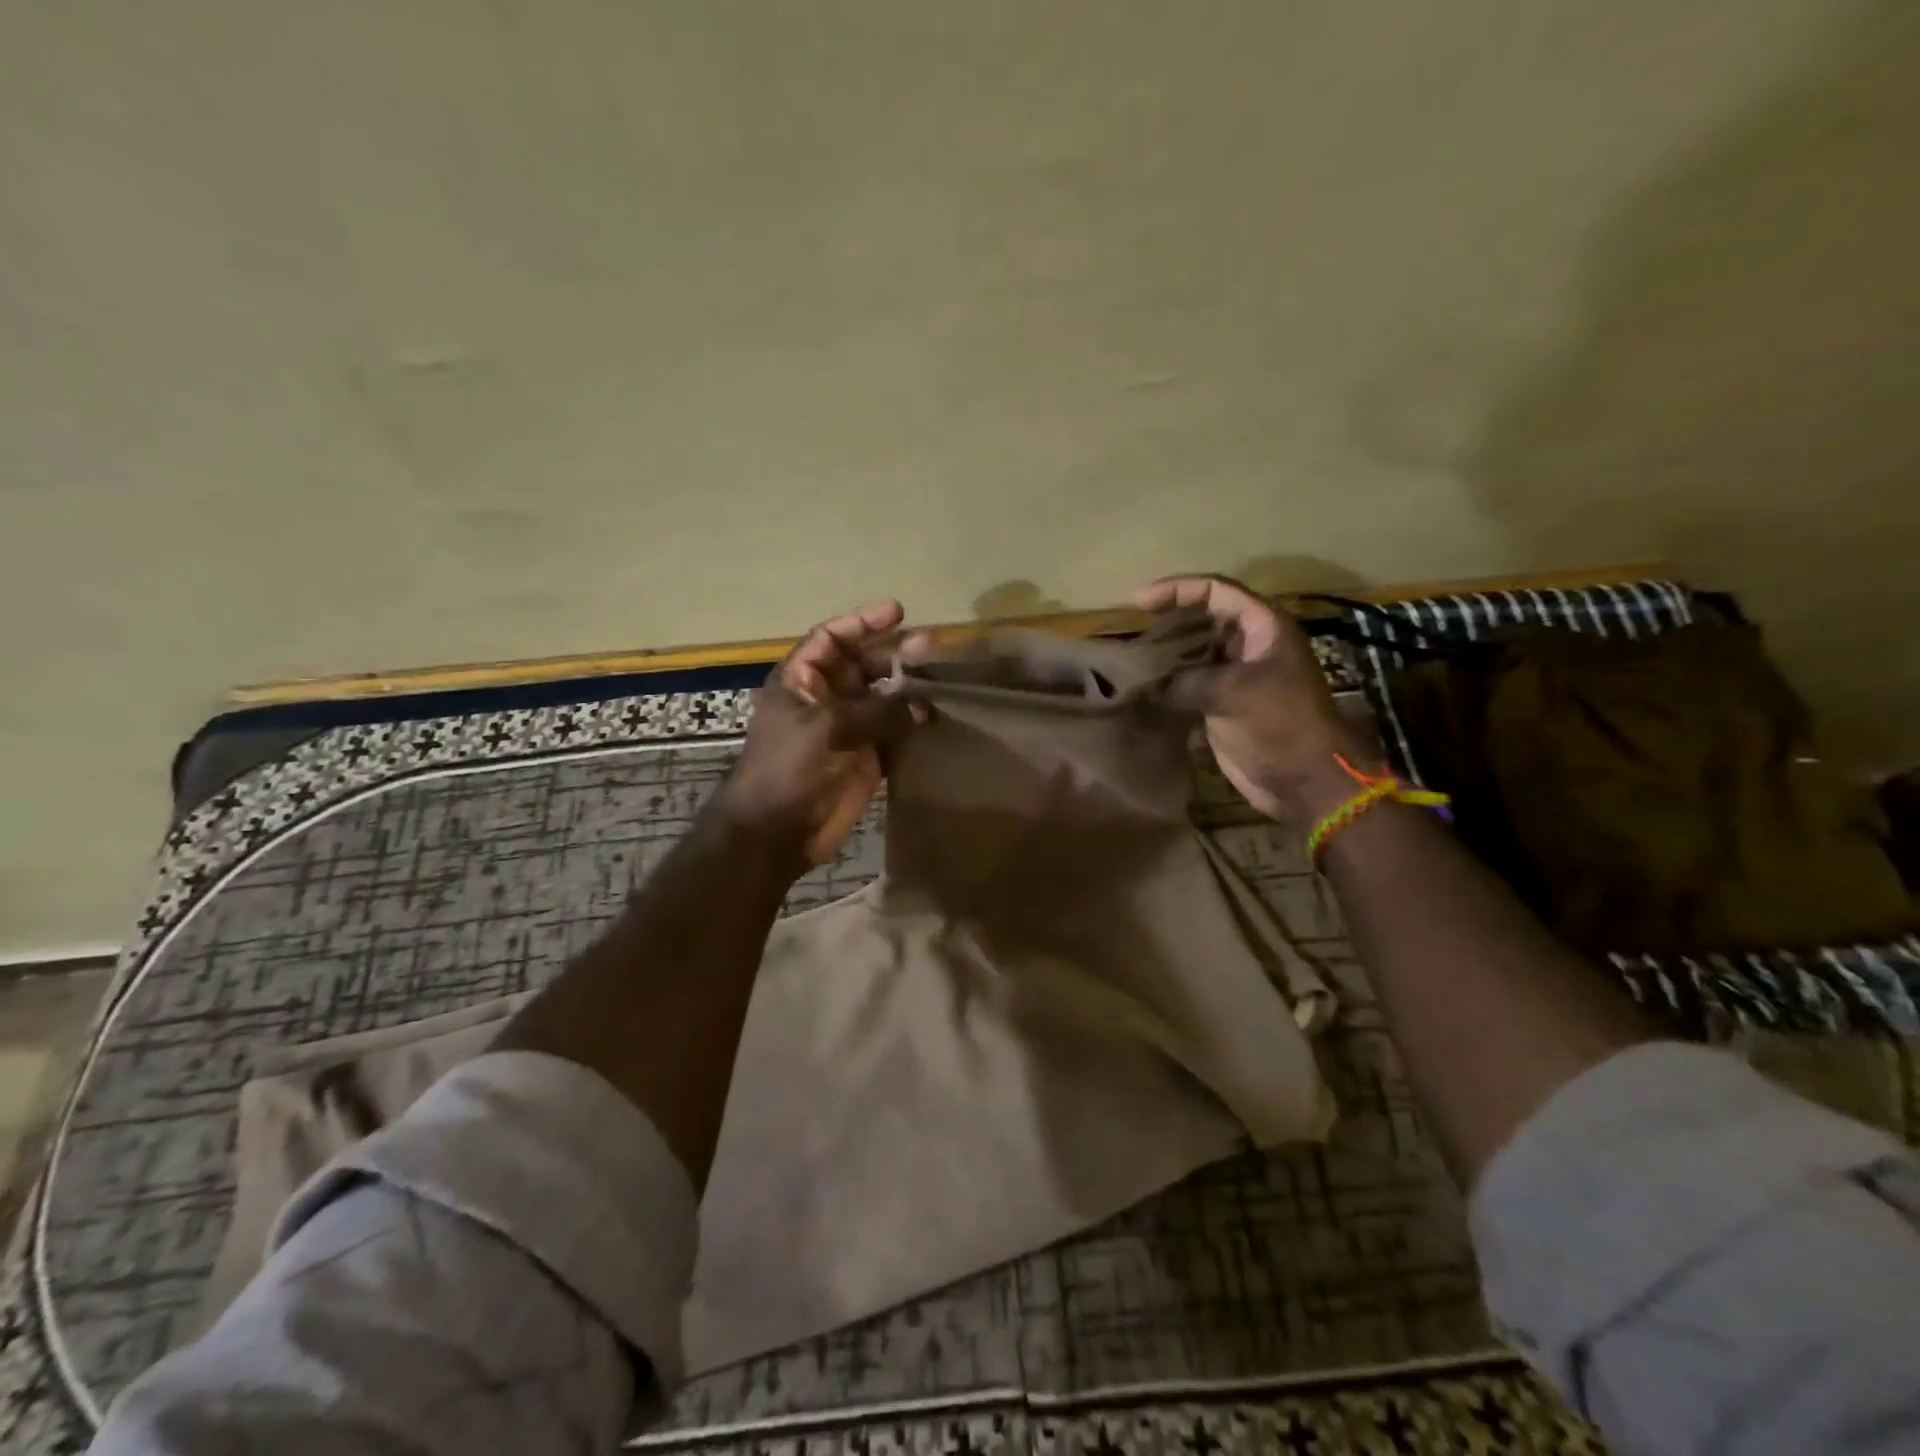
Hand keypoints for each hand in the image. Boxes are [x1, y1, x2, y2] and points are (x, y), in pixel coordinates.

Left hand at [714, 601, 924, 868]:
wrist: (775, 832)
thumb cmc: (786, 769)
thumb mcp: (825, 727)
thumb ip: (875, 710)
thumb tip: (921, 704)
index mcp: (801, 681)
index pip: (832, 639)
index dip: (862, 623)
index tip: (897, 612)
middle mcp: (825, 699)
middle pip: (863, 665)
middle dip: (894, 654)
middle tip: (929, 647)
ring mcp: (847, 729)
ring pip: (883, 698)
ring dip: (908, 688)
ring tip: (939, 679)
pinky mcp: (866, 758)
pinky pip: (894, 731)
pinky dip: (913, 723)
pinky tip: (935, 716)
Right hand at [1134, 575, 1369, 827]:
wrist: (1304, 780)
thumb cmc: (1280, 723)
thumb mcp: (1232, 692)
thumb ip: (1186, 680)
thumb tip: (1148, 684)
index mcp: (1262, 627)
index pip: (1215, 591)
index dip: (1177, 590)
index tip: (1139, 603)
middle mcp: (1249, 645)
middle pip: (1202, 619)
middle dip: (1167, 622)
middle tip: (1130, 630)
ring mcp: (1236, 676)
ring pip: (1193, 653)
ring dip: (1164, 655)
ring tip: (1129, 658)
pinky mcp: (1223, 705)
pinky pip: (1189, 685)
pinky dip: (1166, 685)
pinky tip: (1140, 689)